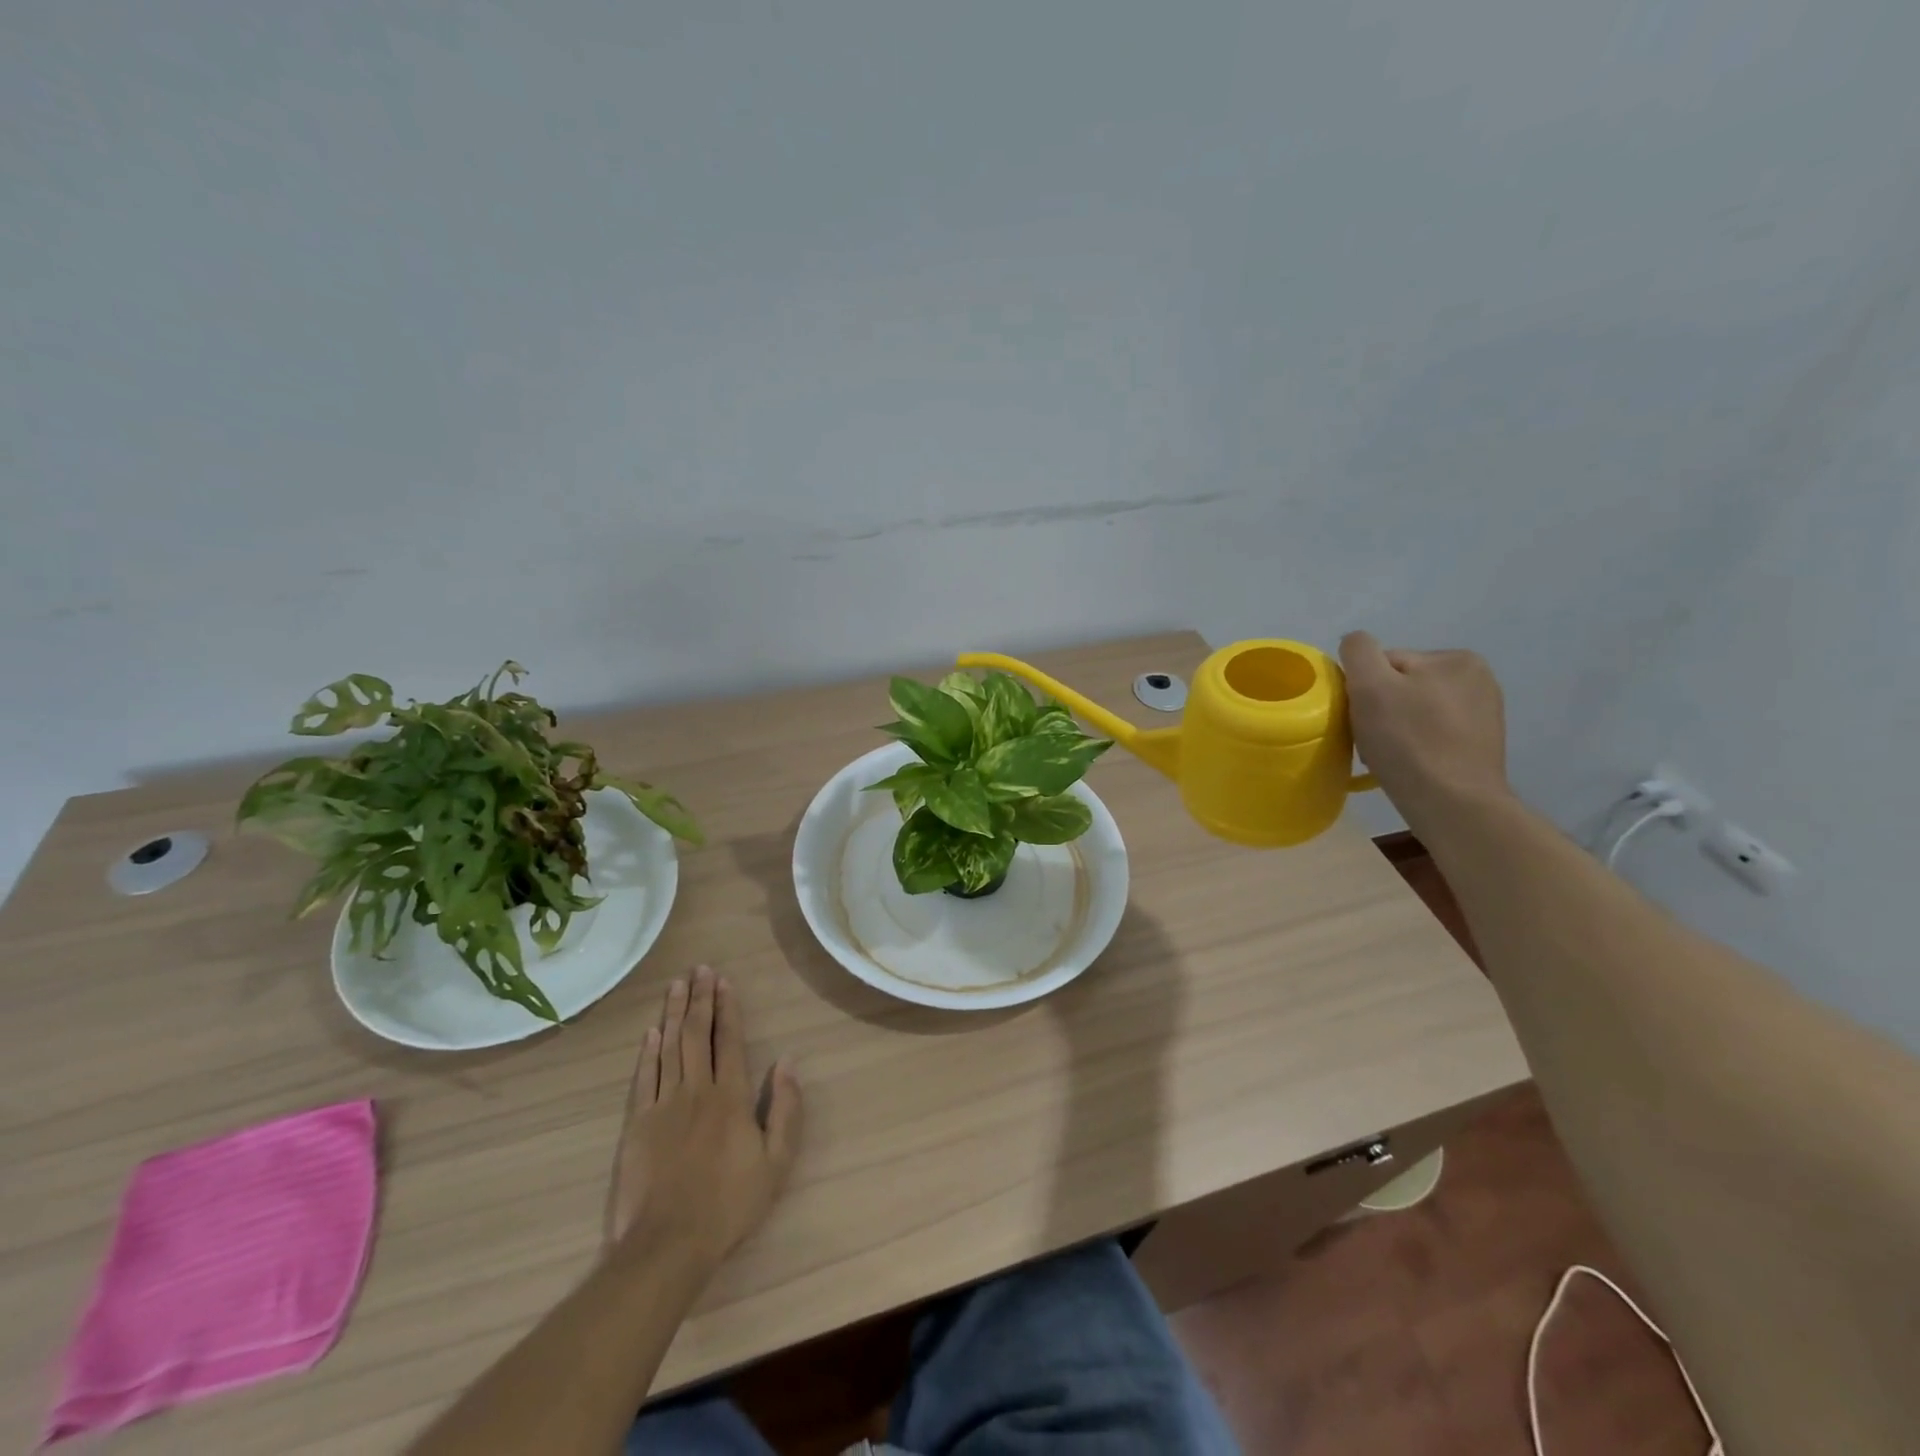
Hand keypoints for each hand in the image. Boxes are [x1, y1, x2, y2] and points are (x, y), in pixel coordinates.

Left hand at [607, 966, 802, 1266]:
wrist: (668, 1245)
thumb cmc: (729, 1204)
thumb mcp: (776, 1163)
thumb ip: (785, 1109)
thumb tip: (788, 1062)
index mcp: (730, 1097)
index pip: (728, 1040)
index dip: (727, 1008)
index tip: (724, 980)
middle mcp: (696, 1090)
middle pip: (696, 1035)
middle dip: (700, 999)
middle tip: (699, 969)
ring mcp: (663, 1105)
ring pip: (668, 1047)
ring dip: (673, 1013)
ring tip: (677, 985)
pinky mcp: (637, 1124)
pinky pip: (644, 1077)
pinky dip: (647, 1052)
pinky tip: (651, 1032)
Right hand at [1339, 632, 1511, 828]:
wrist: (1453, 804)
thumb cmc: (1408, 742)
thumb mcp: (1371, 686)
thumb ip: (1359, 651)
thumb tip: (1355, 642)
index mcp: (1456, 658)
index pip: (1387, 663)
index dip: (1364, 689)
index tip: (1360, 718)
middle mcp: (1478, 679)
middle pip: (1401, 686)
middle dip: (1380, 710)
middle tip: (1370, 741)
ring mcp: (1483, 714)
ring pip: (1414, 711)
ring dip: (1394, 729)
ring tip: (1387, 756)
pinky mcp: (1480, 745)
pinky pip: (1432, 734)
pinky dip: (1414, 745)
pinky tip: (1408, 764)